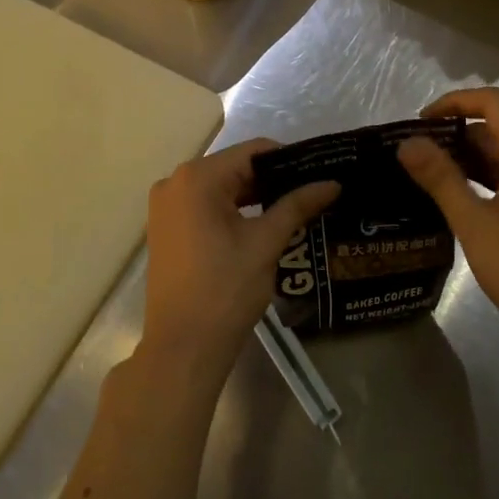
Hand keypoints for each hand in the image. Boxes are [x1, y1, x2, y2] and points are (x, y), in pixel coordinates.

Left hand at [141, 139, 339, 389]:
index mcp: (197, 177)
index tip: (318, 173)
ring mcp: (166, 206)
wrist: (183, 347)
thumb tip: (332, 183)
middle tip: (311, 193)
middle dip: (273, 180)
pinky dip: (233, 211)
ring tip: (294, 209)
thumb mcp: (266, 243)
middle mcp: (175, 182)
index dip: (289, 160)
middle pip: (234, 167)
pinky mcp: (166, 228)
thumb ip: (297, 205)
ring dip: (254, 197)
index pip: (252, 151)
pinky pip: (205, 206)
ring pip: (220, 188)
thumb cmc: (225, 289)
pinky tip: (262, 225)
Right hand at [398, 88, 498, 351]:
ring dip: (470, 155)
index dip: (455, 102)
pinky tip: (459, 195)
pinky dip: (488, 175)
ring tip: (429, 173)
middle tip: (417, 153)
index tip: (421, 121)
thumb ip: (440, 178)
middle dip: (457, 132)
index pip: (494, 103)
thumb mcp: (473, 223)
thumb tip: (407, 143)